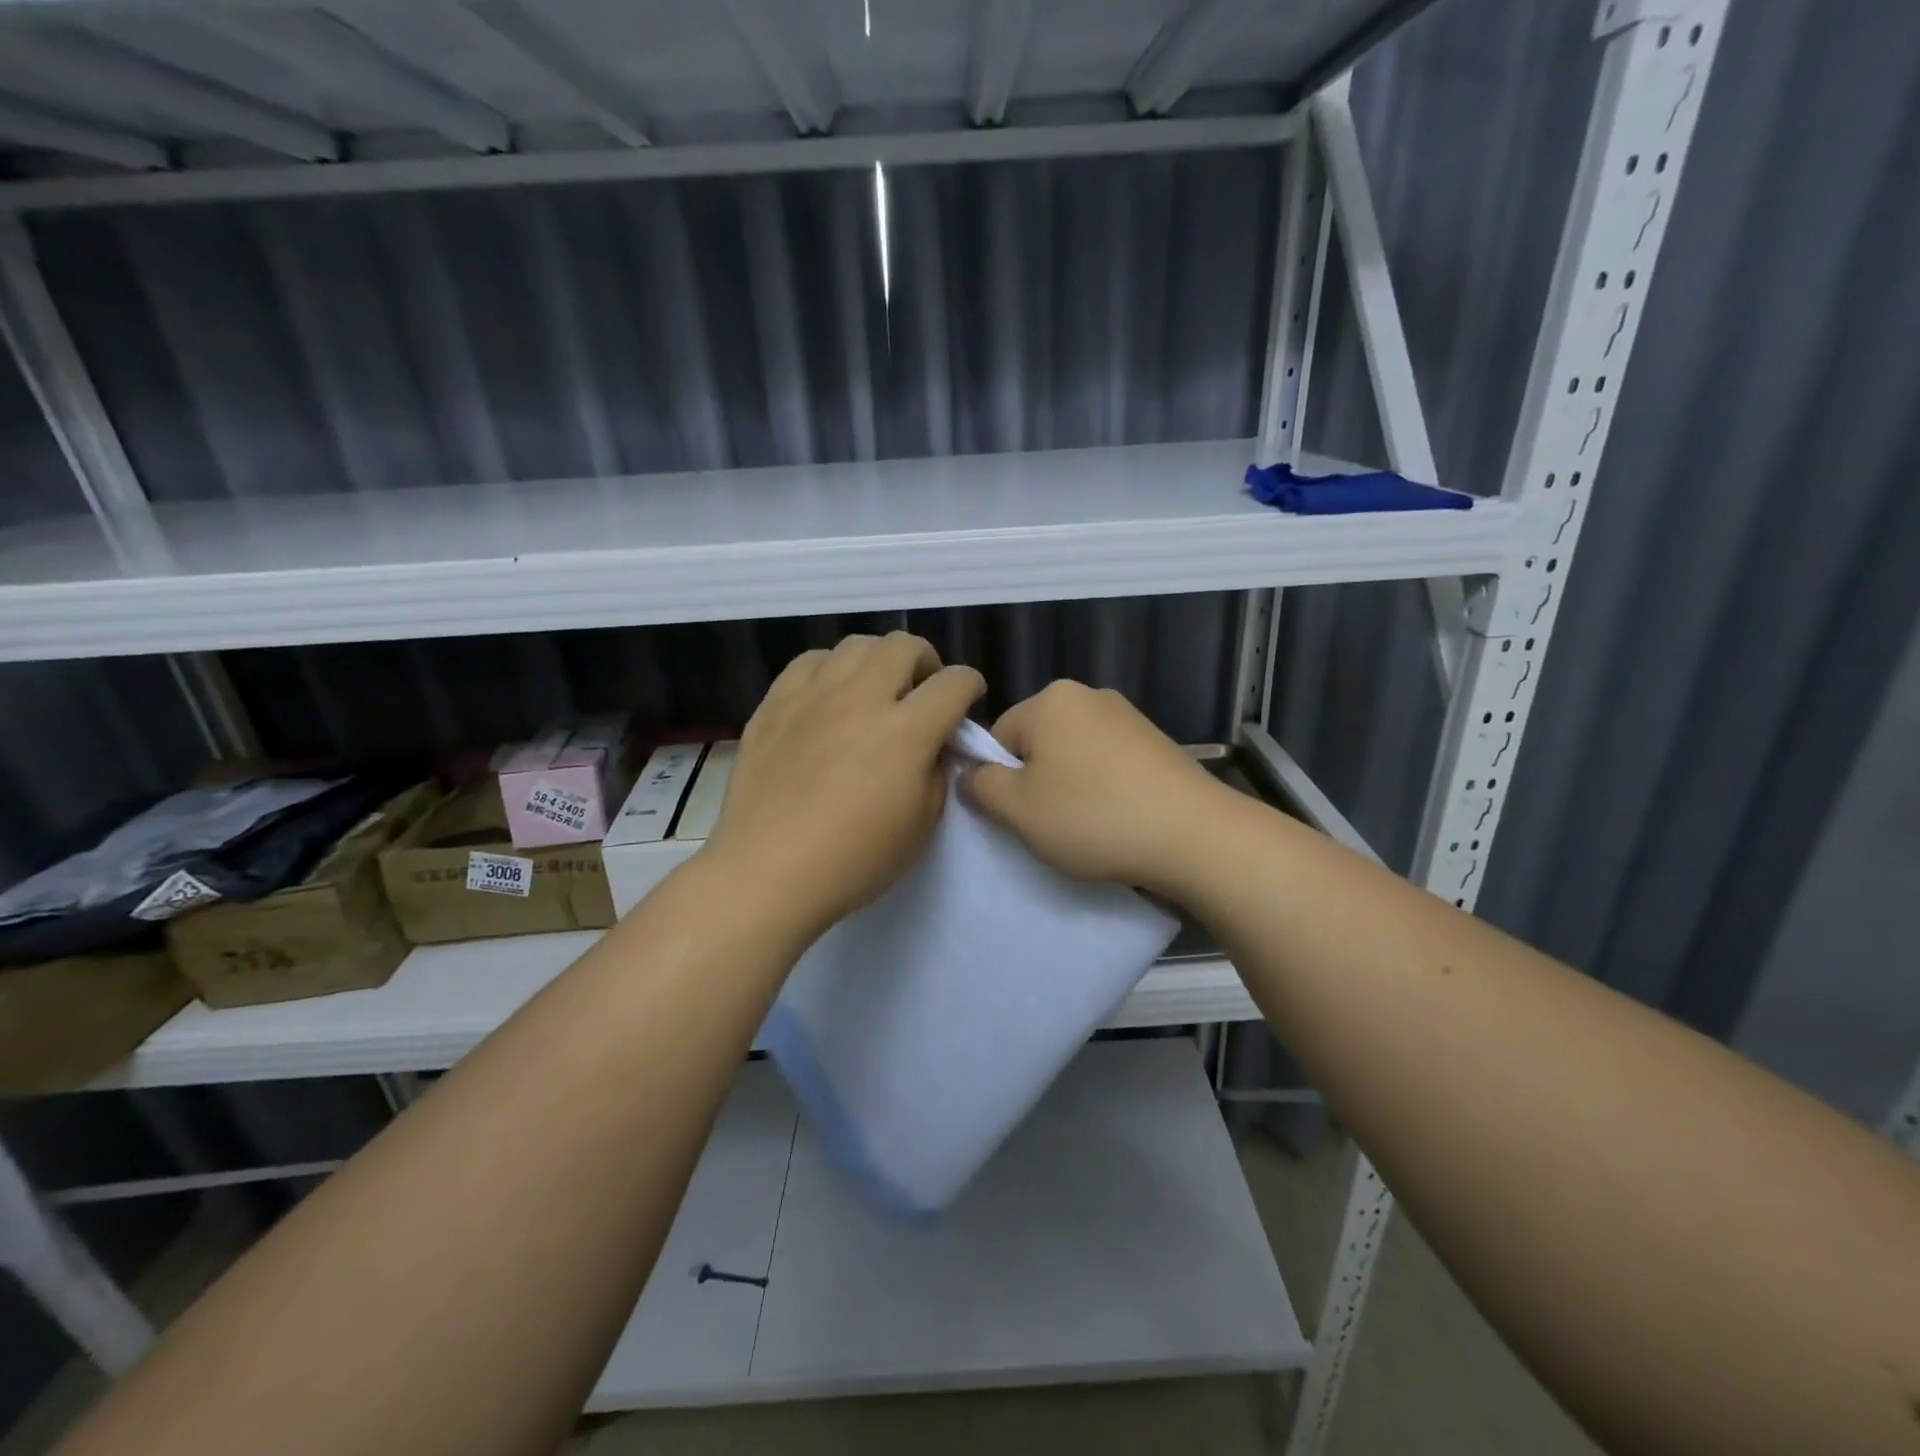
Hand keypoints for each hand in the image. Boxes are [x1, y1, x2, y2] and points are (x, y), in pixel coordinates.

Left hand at [705, 632, 984, 940]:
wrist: (769, 871)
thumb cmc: (854, 860)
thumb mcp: (921, 826)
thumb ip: (937, 772)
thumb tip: (934, 745)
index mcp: (907, 731)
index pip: (954, 683)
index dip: (971, 685)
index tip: (967, 699)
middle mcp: (862, 698)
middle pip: (904, 645)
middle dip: (925, 661)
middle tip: (921, 690)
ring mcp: (814, 695)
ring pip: (856, 644)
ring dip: (878, 660)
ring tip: (874, 689)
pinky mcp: (775, 702)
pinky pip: (810, 661)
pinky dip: (831, 669)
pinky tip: (829, 695)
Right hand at [961, 681, 1224, 898]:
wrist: (1193, 834)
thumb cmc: (1093, 817)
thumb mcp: (1018, 810)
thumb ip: (981, 787)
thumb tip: (971, 773)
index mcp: (1050, 700)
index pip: (999, 737)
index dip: (1001, 780)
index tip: (1021, 815)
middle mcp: (1088, 695)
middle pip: (1038, 741)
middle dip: (1037, 780)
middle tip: (1053, 823)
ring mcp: (1127, 715)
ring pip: (1074, 753)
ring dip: (1071, 785)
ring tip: (1090, 824)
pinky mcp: (1156, 740)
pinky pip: (1108, 761)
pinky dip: (1104, 786)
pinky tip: (1119, 816)